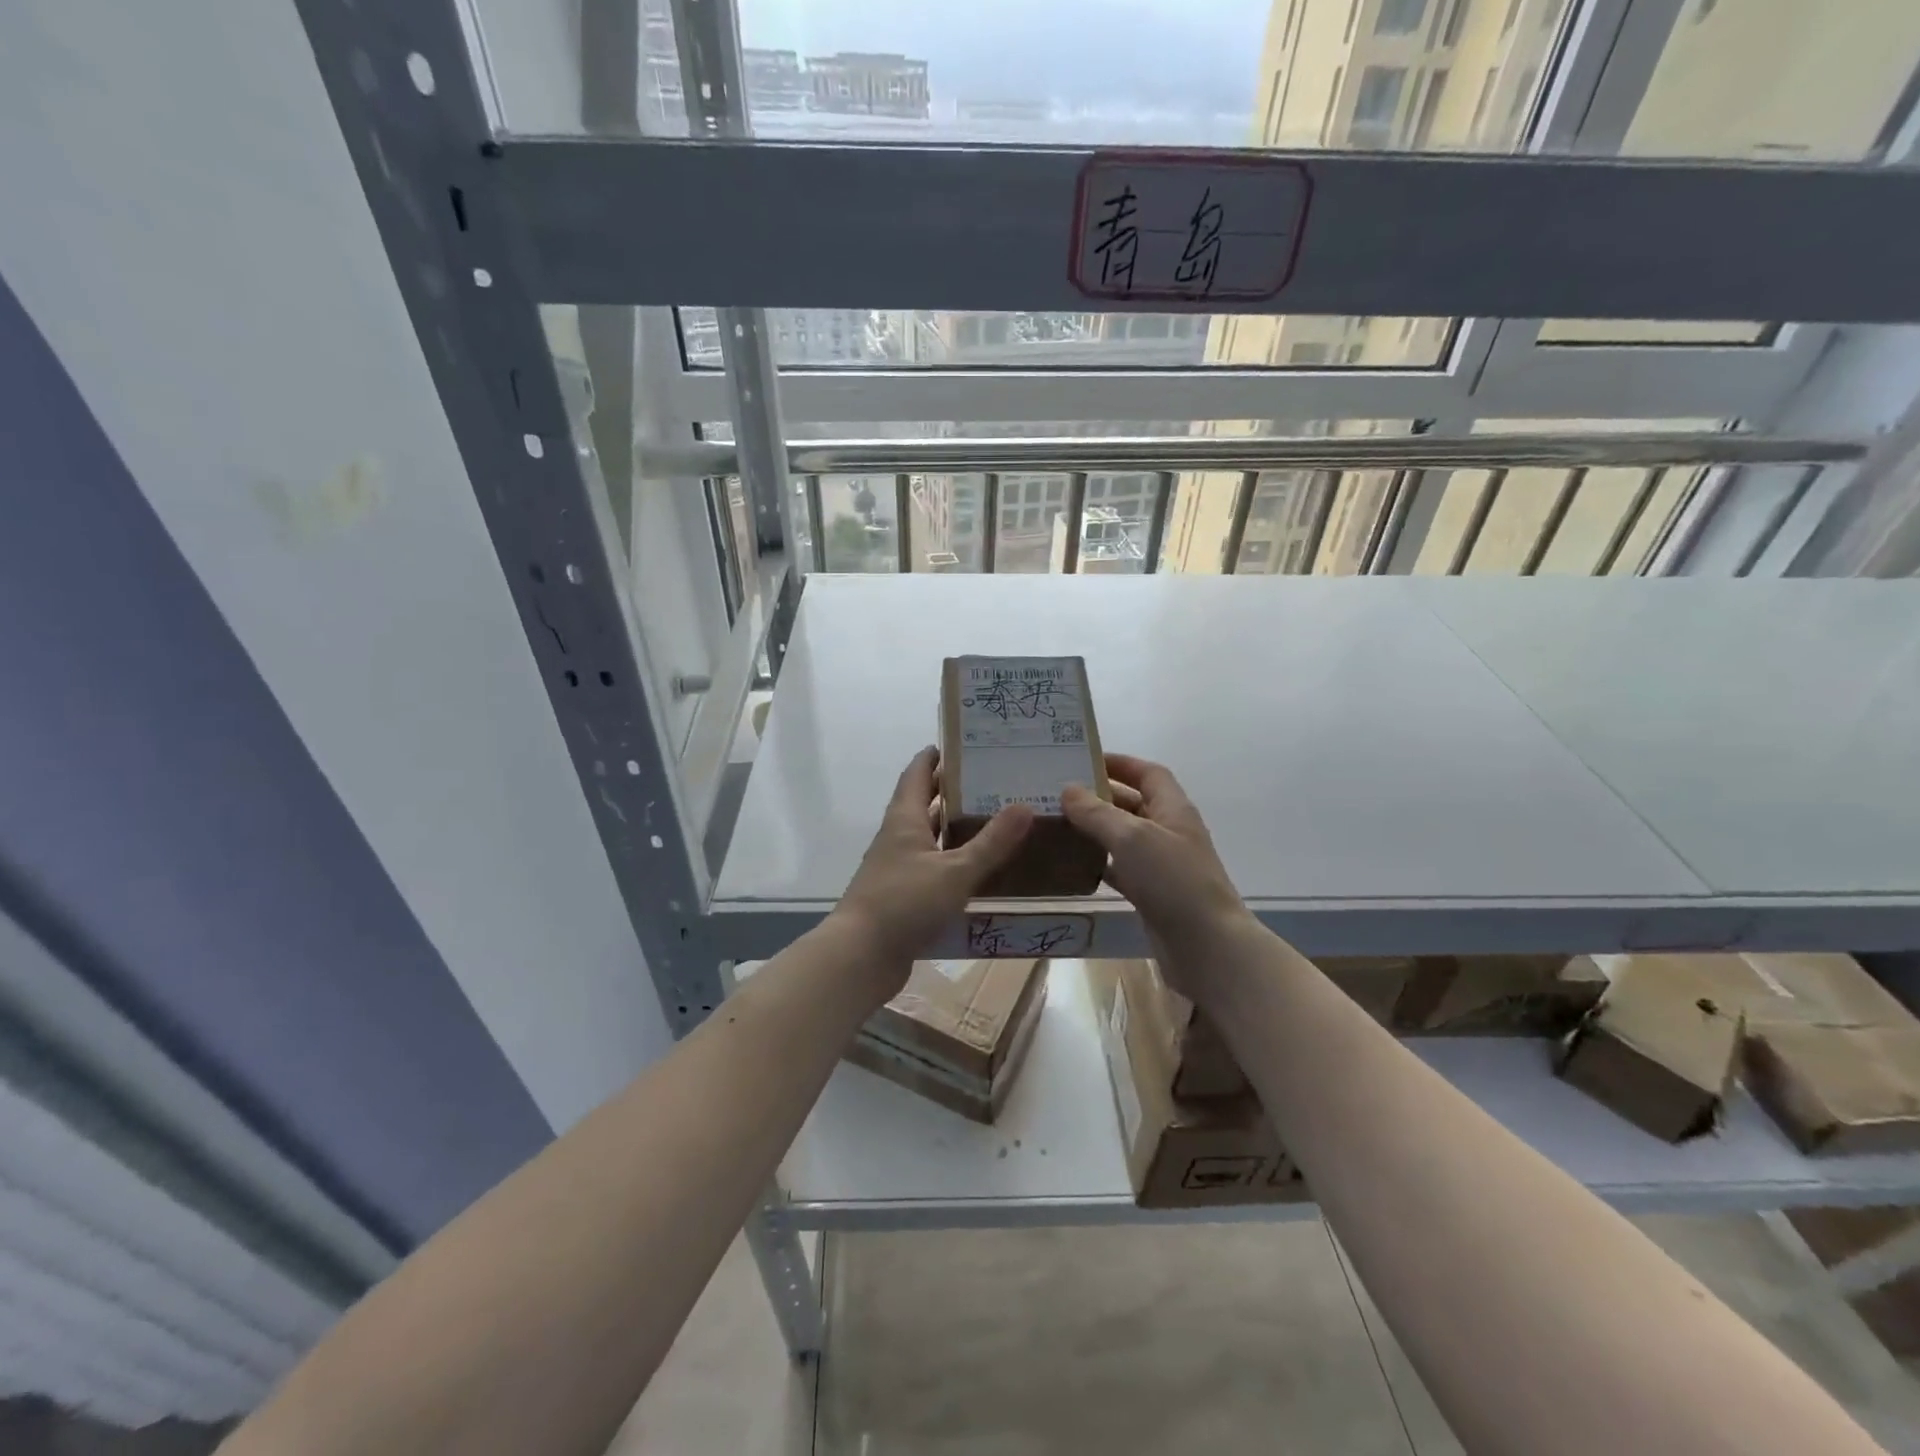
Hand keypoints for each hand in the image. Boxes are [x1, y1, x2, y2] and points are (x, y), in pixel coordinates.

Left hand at [832, 747, 1033, 994]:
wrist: (860, 957)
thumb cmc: (904, 903)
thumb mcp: (955, 871)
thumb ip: (991, 842)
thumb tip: (1025, 805)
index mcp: (904, 819)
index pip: (917, 773)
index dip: (935, 756)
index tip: (963, 744)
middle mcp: (898, 838)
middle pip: (924, 804)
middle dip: (954, 791)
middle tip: (994, 783)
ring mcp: (897, 868)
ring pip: (930, 839)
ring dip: (955, 829)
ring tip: (996, 822)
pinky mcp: (902, 896)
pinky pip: (932, 869)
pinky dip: (953, 862)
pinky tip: (980, 871)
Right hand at [1062, 755, 1253, 1001]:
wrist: (1207, 948)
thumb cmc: (1173, 881)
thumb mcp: (1131, 838)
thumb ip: (1097, 813)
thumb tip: (1068, 789)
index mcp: (1173, 809)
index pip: (1148, 772)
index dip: (1119, 763)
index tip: (1083, 760)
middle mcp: (1169, 831)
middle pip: (1132, 803)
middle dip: (1099, 796)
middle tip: (1057, 793)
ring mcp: (1161, 864)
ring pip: (1123, 837)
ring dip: (1095, 829)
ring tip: (1056, 824)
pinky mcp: (1152, 893)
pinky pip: (1121, 868)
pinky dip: (1099, 862)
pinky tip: (1071, 863)